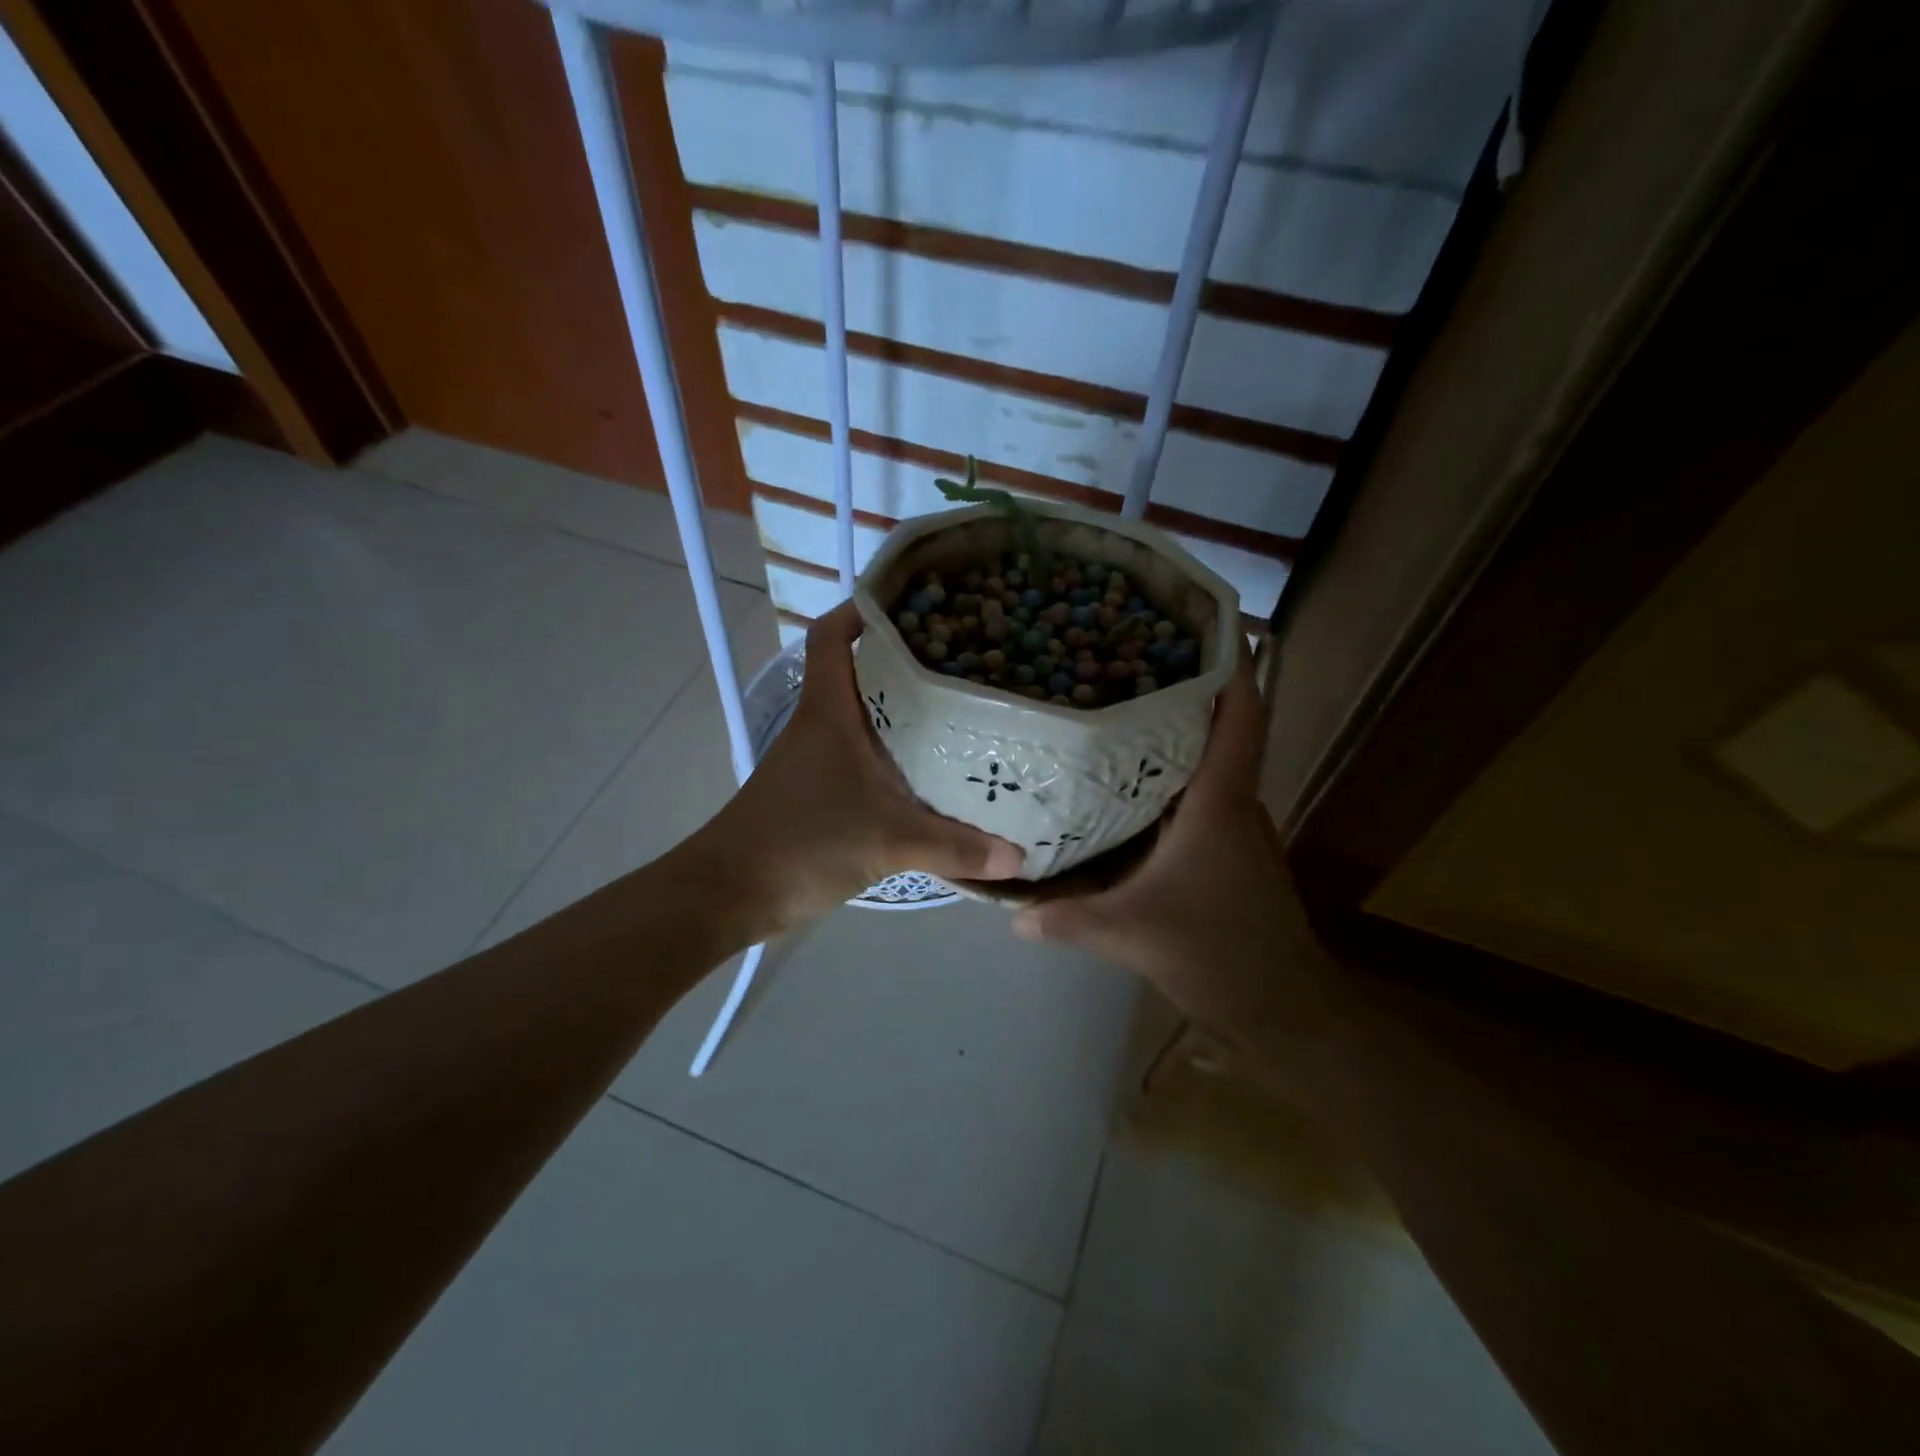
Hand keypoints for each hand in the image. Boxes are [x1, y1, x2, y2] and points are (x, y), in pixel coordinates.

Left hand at [698, 602, 1023, 932]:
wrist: (732, 892)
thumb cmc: (802, 843)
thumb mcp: (888, 842)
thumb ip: (955, 848)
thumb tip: (1018, 858)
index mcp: (828, 711)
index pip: (832, 636)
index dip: (862, 610)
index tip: (913, 606)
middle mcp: (820, 725)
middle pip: (859, 671)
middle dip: (905, 660)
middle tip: (963, 659)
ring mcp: (816, 759)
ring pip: (863, 716)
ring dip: (902, 710)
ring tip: (960, 708)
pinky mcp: (818, 792)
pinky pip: (862, 757)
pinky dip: (893, 755)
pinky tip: (930, 772)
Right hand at [1011, 650, 1328, 1033]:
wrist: (1283, 1008)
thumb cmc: (1219, 955)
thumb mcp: (1133, 935)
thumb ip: (1068, 920)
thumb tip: (1009, 911)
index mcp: (1220, 802)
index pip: (1242, 715)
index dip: (1234, 662)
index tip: (1208, 618)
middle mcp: (1234, 801)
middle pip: (1221, 724)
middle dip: (1185, 683)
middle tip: (1125, 653)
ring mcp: (1234, 825)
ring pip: (1207, 759)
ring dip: (1175, 728)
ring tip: (1116, 704)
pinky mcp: (1227, 848)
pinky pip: (1198, 791)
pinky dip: (1169, 771)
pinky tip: (1124, 780)